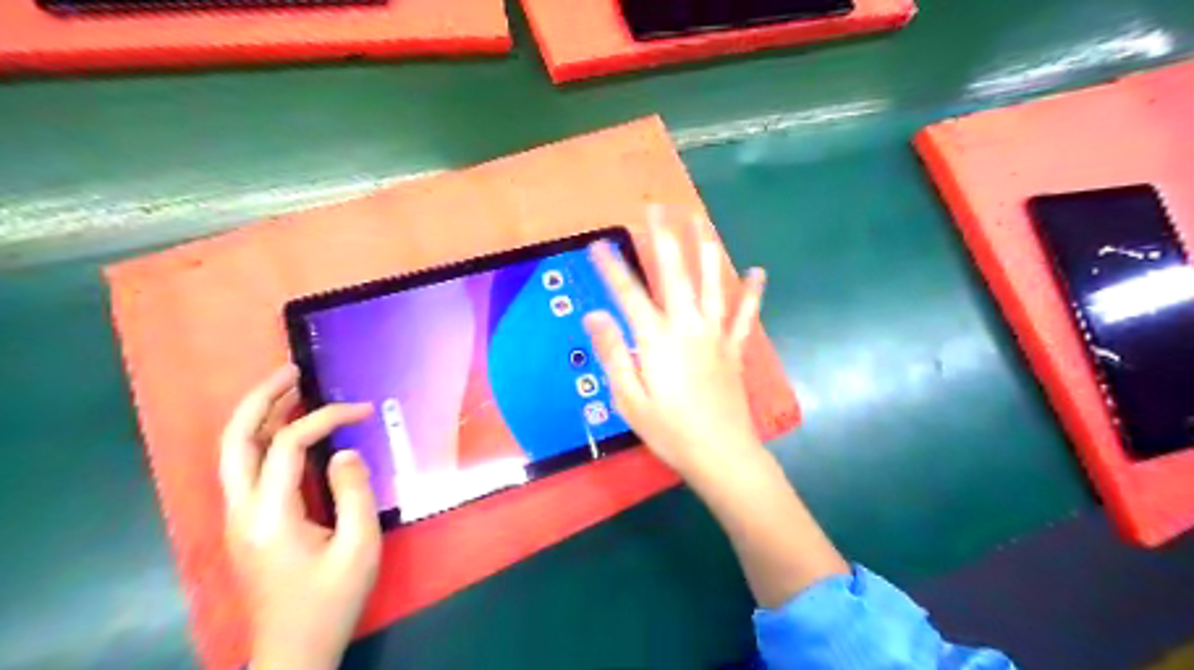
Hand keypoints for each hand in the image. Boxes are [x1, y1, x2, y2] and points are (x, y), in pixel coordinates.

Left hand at [218, 365, 377, 668]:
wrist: (294, 650)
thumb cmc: (330, 600)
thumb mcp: (358, 547)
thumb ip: (354, 493)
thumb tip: (344, 451)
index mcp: (268, 516)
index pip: (287, 445)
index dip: (325, 418)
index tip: (362, 410)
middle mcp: (241, 511)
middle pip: (235, 440)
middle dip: (261, 399)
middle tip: (292, 370)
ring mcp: (237, 518)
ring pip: (234, 452)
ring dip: (258, 415)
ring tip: (290, 389)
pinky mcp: (245, 525)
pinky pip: (246, 467)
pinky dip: (264, 438)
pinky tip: (288, 430)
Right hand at [587, 207, 770, 479]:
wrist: (721, 453)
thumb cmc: (669, 430)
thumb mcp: (628, 397)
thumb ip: (613, 352)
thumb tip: (594, 315)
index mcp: (656, 339)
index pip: (628, 294)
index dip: (612, 267)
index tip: (598, 243)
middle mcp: (687, 326)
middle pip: (674, 273)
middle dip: (663, 238)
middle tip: (657, 208)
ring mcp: (714, 334)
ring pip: (711, 283)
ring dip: (705, 250)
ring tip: (701, 222)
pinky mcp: (733, 348)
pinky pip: (744, 314)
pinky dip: (751, 292)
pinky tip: (757, 271)